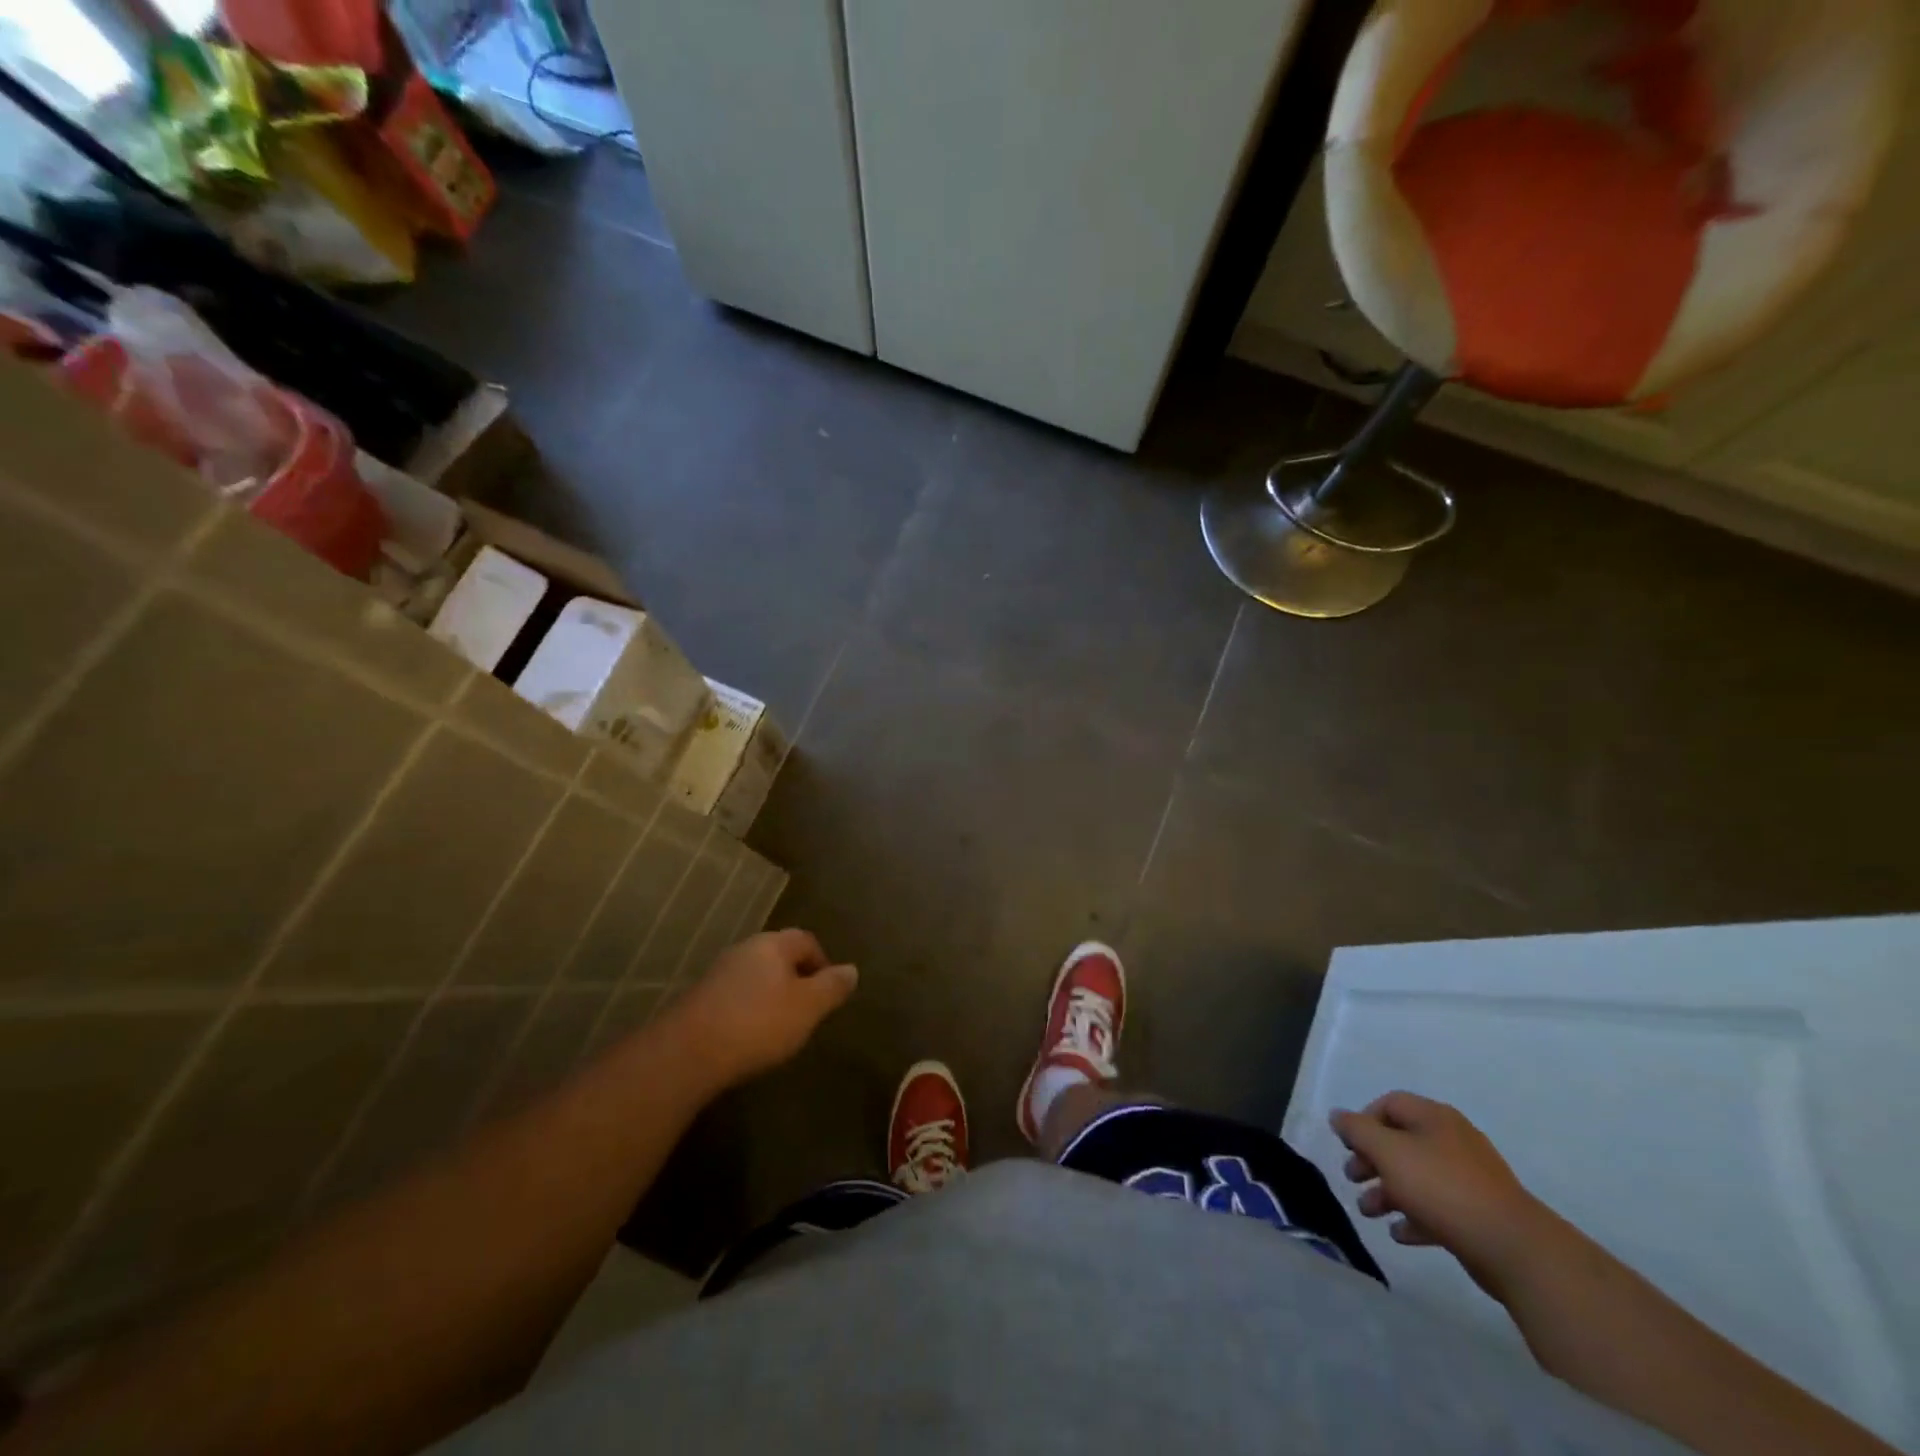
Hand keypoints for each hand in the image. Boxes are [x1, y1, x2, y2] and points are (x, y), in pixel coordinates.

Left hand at [668, 929, 856, 1086]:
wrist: (687, 1053)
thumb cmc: (758, 1023)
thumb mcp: (808, 1008)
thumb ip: (832, 987)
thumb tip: (852, 969)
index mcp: (773, 944)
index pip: (806, 940)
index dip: (822, 962)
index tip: (829, 991)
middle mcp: (744, 949)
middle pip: (779, 955)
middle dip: (796, 977)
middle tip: (807, 1009)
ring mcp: (718, 972)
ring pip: (755, 975)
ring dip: (770, 994)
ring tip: (780, 1025)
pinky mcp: (699, 998)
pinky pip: (735, 995)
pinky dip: (748, 1009)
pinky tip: (749, 1035)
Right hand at [1330, 1091, 1551, 1295]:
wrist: (1514, 1248)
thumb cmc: (1442, 1188)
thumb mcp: (1388, 1152)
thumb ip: (1357, 1130)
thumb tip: (1337, 1116)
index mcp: (1434, 1118)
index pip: (1389, 1104)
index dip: (1363, 1121)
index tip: (1348, 1146)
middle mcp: (1452, 1141)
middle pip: (1401, 1141)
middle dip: (1372, 1160)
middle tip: (1352, 1178)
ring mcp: (1470, 1178)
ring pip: (1417, 1177)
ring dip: (1388, 1192)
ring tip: (1369, 1213)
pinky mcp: (1479, 1213)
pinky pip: (1438, 1207)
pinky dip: (1415, 1216)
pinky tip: (1400, 1234)